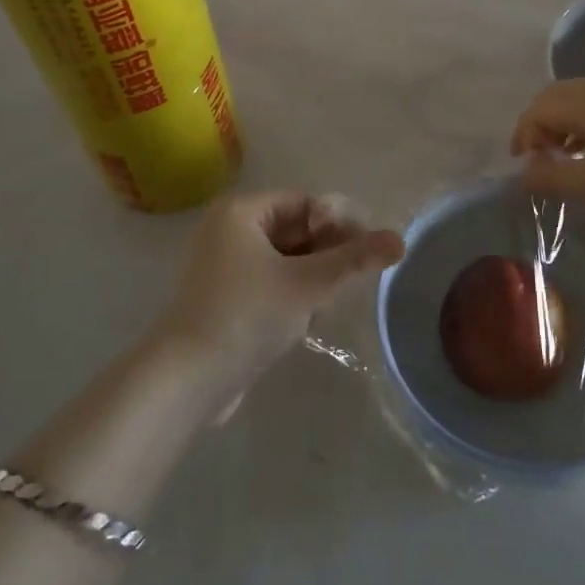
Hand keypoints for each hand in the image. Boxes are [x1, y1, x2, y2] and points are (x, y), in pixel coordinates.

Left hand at [148, 191, 403, 408]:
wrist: (184, 381)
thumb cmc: (246, 316)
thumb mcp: (307, 285)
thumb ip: (354, 260)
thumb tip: (400, 240)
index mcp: (241, 211)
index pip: (305, 203)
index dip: (339, 223)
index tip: (367, 251)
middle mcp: (226, 229)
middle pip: (294, 229)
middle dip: (326, 252)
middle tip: (352, 279)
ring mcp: (220, 265)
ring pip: (283, 258)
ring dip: (310, 276)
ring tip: (328, 302)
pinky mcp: (221, 297)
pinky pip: (266, 281)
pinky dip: (289, 293)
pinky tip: (305, 319)